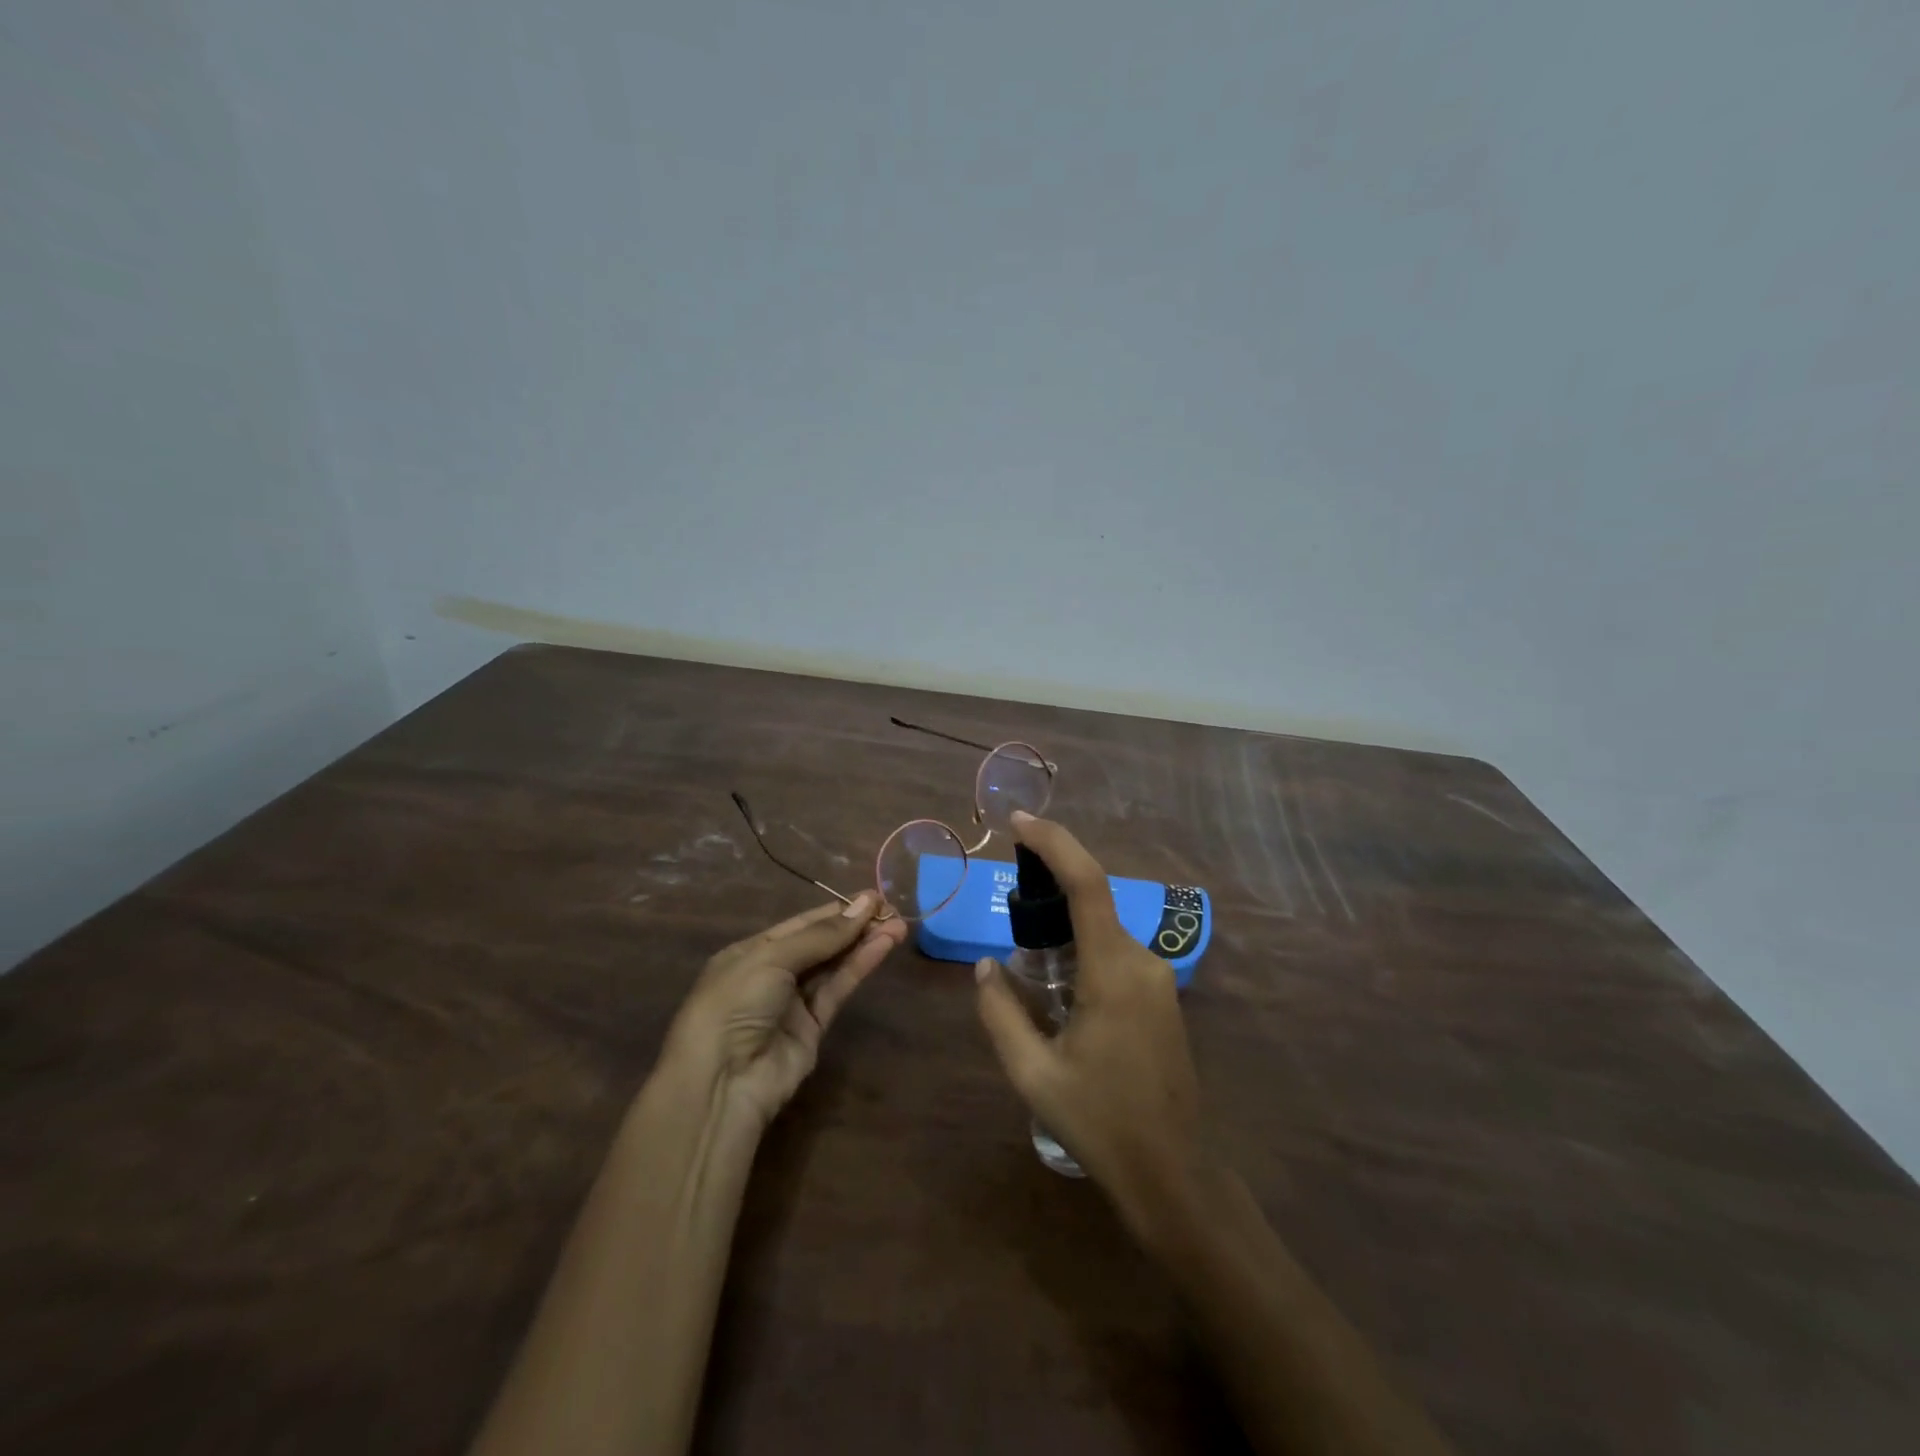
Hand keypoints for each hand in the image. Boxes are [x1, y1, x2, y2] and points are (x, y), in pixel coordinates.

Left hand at [663, 894, 907, 1128]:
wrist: (721, 1082)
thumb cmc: (734, 1004)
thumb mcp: (772, 958)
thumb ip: (821, 936)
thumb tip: (865, 904)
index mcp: (752, 951)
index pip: (802, 924)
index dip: (837, 911)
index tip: (873, 897)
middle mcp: (773, 974)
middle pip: (821, 943)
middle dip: (855, 925)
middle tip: (892, 910)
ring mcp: (794, 1002)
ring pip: (834, 965)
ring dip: (864, 944)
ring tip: (899, 926)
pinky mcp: (813, 1028)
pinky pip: (838, 989)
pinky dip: (860, 967)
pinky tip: (883, 947)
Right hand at [975, 814, 1205, 1236]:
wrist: (1172, 1171)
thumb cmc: (1099, 1122)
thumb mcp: (1032, 1073)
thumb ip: (1001, 1012)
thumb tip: (986, 967)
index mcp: (1112, 973)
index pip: (1086, 884)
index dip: (1054, 843)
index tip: (1019, 823)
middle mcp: (1142, 962)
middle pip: (1094, 899)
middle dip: (1051, 883)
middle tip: (1010, 895)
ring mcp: (1159, 977)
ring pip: (1105, 926)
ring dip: (1067, 920)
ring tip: (1026, 944)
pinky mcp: (1162, 994)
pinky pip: (1116, 950)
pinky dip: (1084, 943)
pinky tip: (1059, 977)